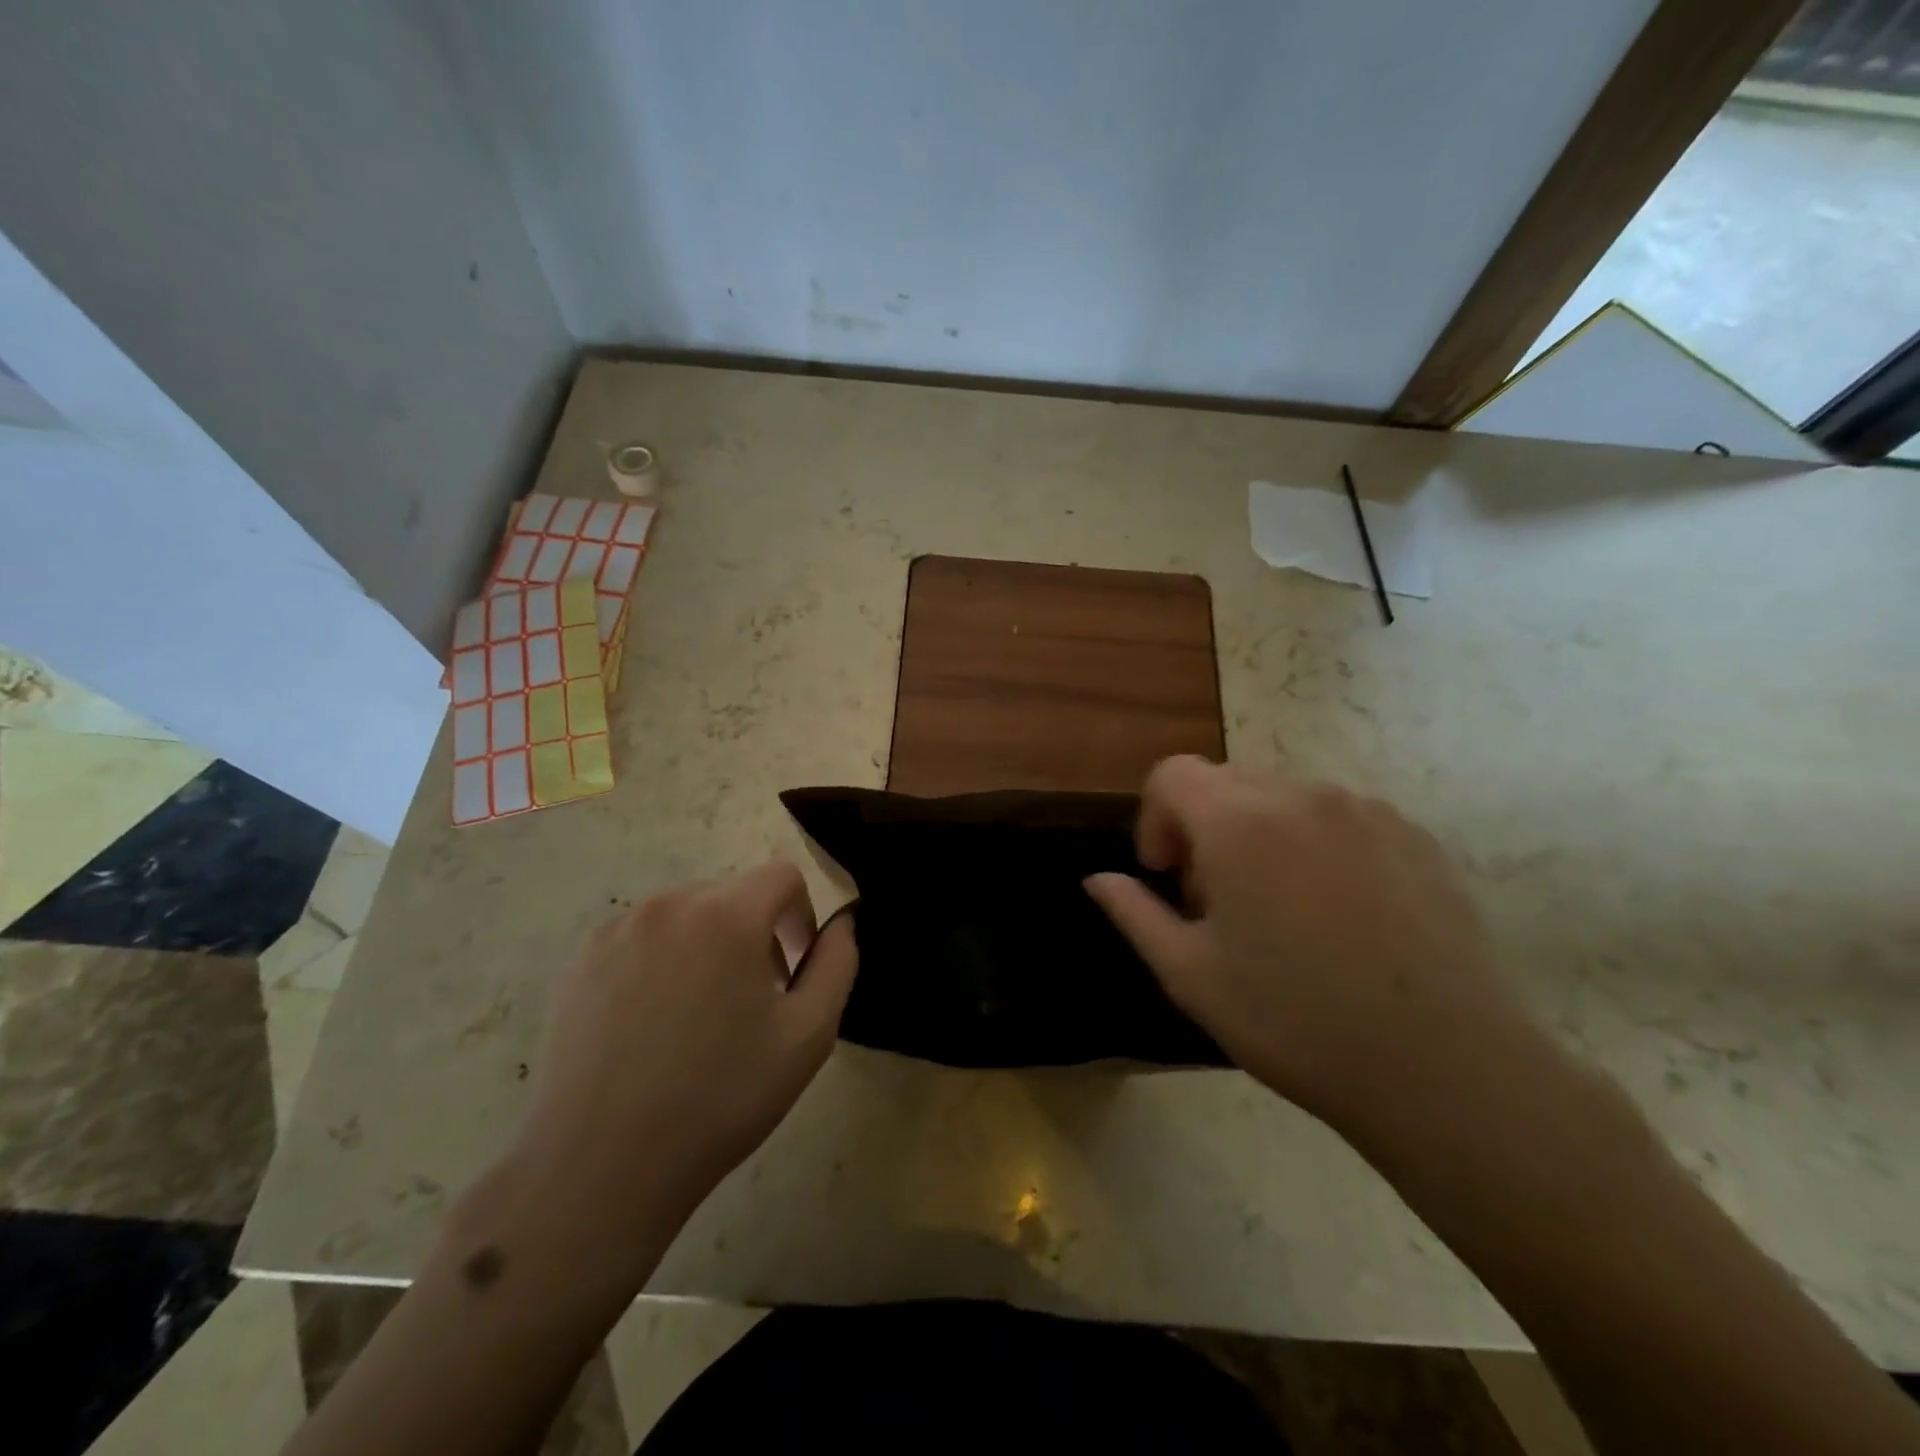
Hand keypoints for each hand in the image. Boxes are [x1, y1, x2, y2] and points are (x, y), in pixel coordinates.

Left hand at [514, 863, 856, 1238]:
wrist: (601, 1165)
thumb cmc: (719, 1098)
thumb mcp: (808, 1035)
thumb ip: (837, 963)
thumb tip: (842, 922)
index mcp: (726, 914)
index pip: (782, 876)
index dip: (802, 916)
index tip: (793, 972)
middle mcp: (669, 904)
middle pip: (734, 893)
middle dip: (756, 932)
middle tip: (753, 1000)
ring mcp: (617, 930)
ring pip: (688, 913)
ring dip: (710, 944)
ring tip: (701, 1015)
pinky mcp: (581, 960)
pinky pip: (643, 936)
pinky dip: (663, 959)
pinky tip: (653, 1023)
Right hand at [1086, 757, 1535, 1141]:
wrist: (1446, 1069)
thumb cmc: (1296, 1022)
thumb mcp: (1190, 975)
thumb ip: (1134, 913)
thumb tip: (1098, 878)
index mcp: (1239, 822)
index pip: (1172, 774)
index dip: (1155, 818)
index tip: (1170, 877)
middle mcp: (1301, 795)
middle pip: (1226, 783)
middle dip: (1204, 830)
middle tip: (1219, 904)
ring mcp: (1366, 811)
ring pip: (1283, 798)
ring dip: (1259, 836)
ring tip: (1281, 912)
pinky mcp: (1415, 835)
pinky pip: (1340, 817)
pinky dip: (1315, 844)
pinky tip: (1340, 915)